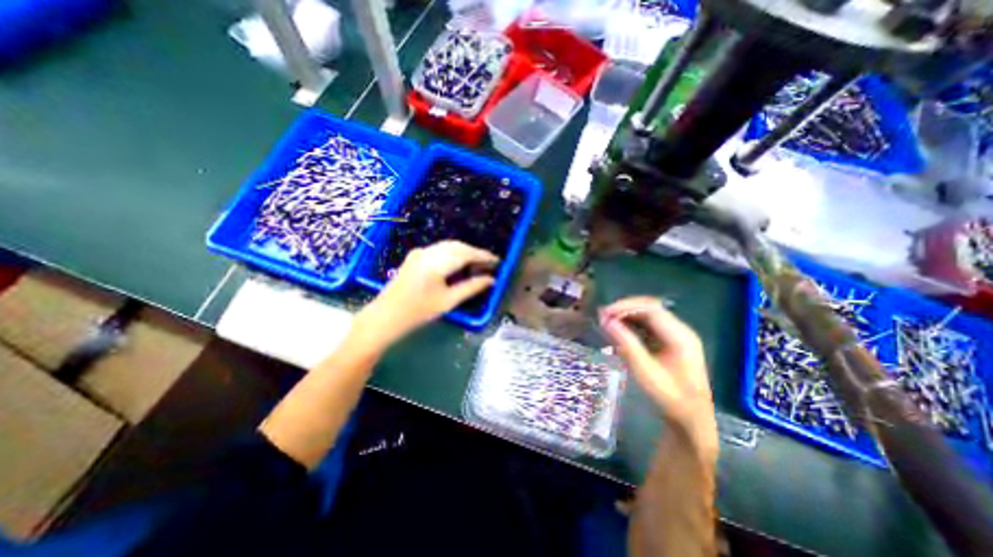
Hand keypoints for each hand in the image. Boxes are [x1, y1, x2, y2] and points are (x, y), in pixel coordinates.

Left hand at [354, 242, 500, 350]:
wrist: (385, 316)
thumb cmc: (418, 312)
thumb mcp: (448, 301)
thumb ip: (471, 287)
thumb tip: (491, 280)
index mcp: (437, 261)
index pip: (466, 253)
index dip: (484, 256)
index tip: (498, 262)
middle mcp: (428, 251)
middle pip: (458, 247)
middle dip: (475, 254)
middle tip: (489, 265)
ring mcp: (420, 253)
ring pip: (449, 247)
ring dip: (464, 253)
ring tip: (477, 266)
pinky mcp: (415, 257)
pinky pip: (440, 251)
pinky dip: (453, 255)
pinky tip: (459, 265)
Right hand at [597, 299, 714, 444]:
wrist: (691, 420)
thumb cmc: (669, 398)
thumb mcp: (645, 371)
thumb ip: (626, 343)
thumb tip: (606, 321)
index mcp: (680, 336)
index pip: (651, 309)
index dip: (625, 307)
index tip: (605, 314)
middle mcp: (680, 330)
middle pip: (650, 308)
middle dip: (625, 309)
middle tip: (603, 316)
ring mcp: (676, 335)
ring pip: (648, 315)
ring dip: (627, 315)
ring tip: (607, 321)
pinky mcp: (670, 341)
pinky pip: (648, 325)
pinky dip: (632, 324)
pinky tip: (619, 330)